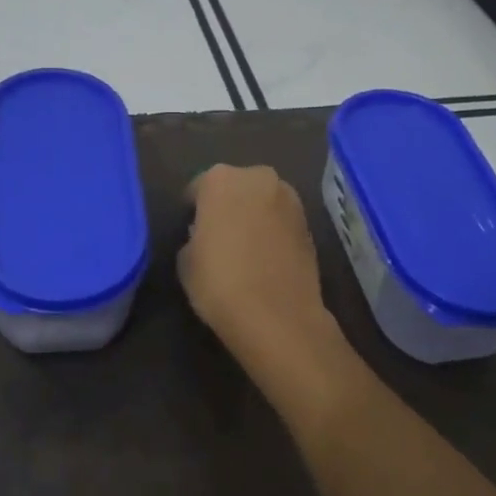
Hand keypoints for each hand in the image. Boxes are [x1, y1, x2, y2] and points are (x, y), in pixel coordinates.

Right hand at [179, 164, 335, 360]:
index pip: (198, 187)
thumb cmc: (220, 283)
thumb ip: (194, 235)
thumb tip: (206, 234)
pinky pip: (281, 221)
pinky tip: (266, 259)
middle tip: (219, 236)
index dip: (193, 209)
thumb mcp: (185, 260)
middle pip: (236, 187)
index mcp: (221, 179)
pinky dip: (273, 232)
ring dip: (254, 216)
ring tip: (244, 249)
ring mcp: (290, 199)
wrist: (278, 316)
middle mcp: (258, 178)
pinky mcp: (310, 224)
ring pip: (263, 201)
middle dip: (228, 205)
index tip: (190, 230)